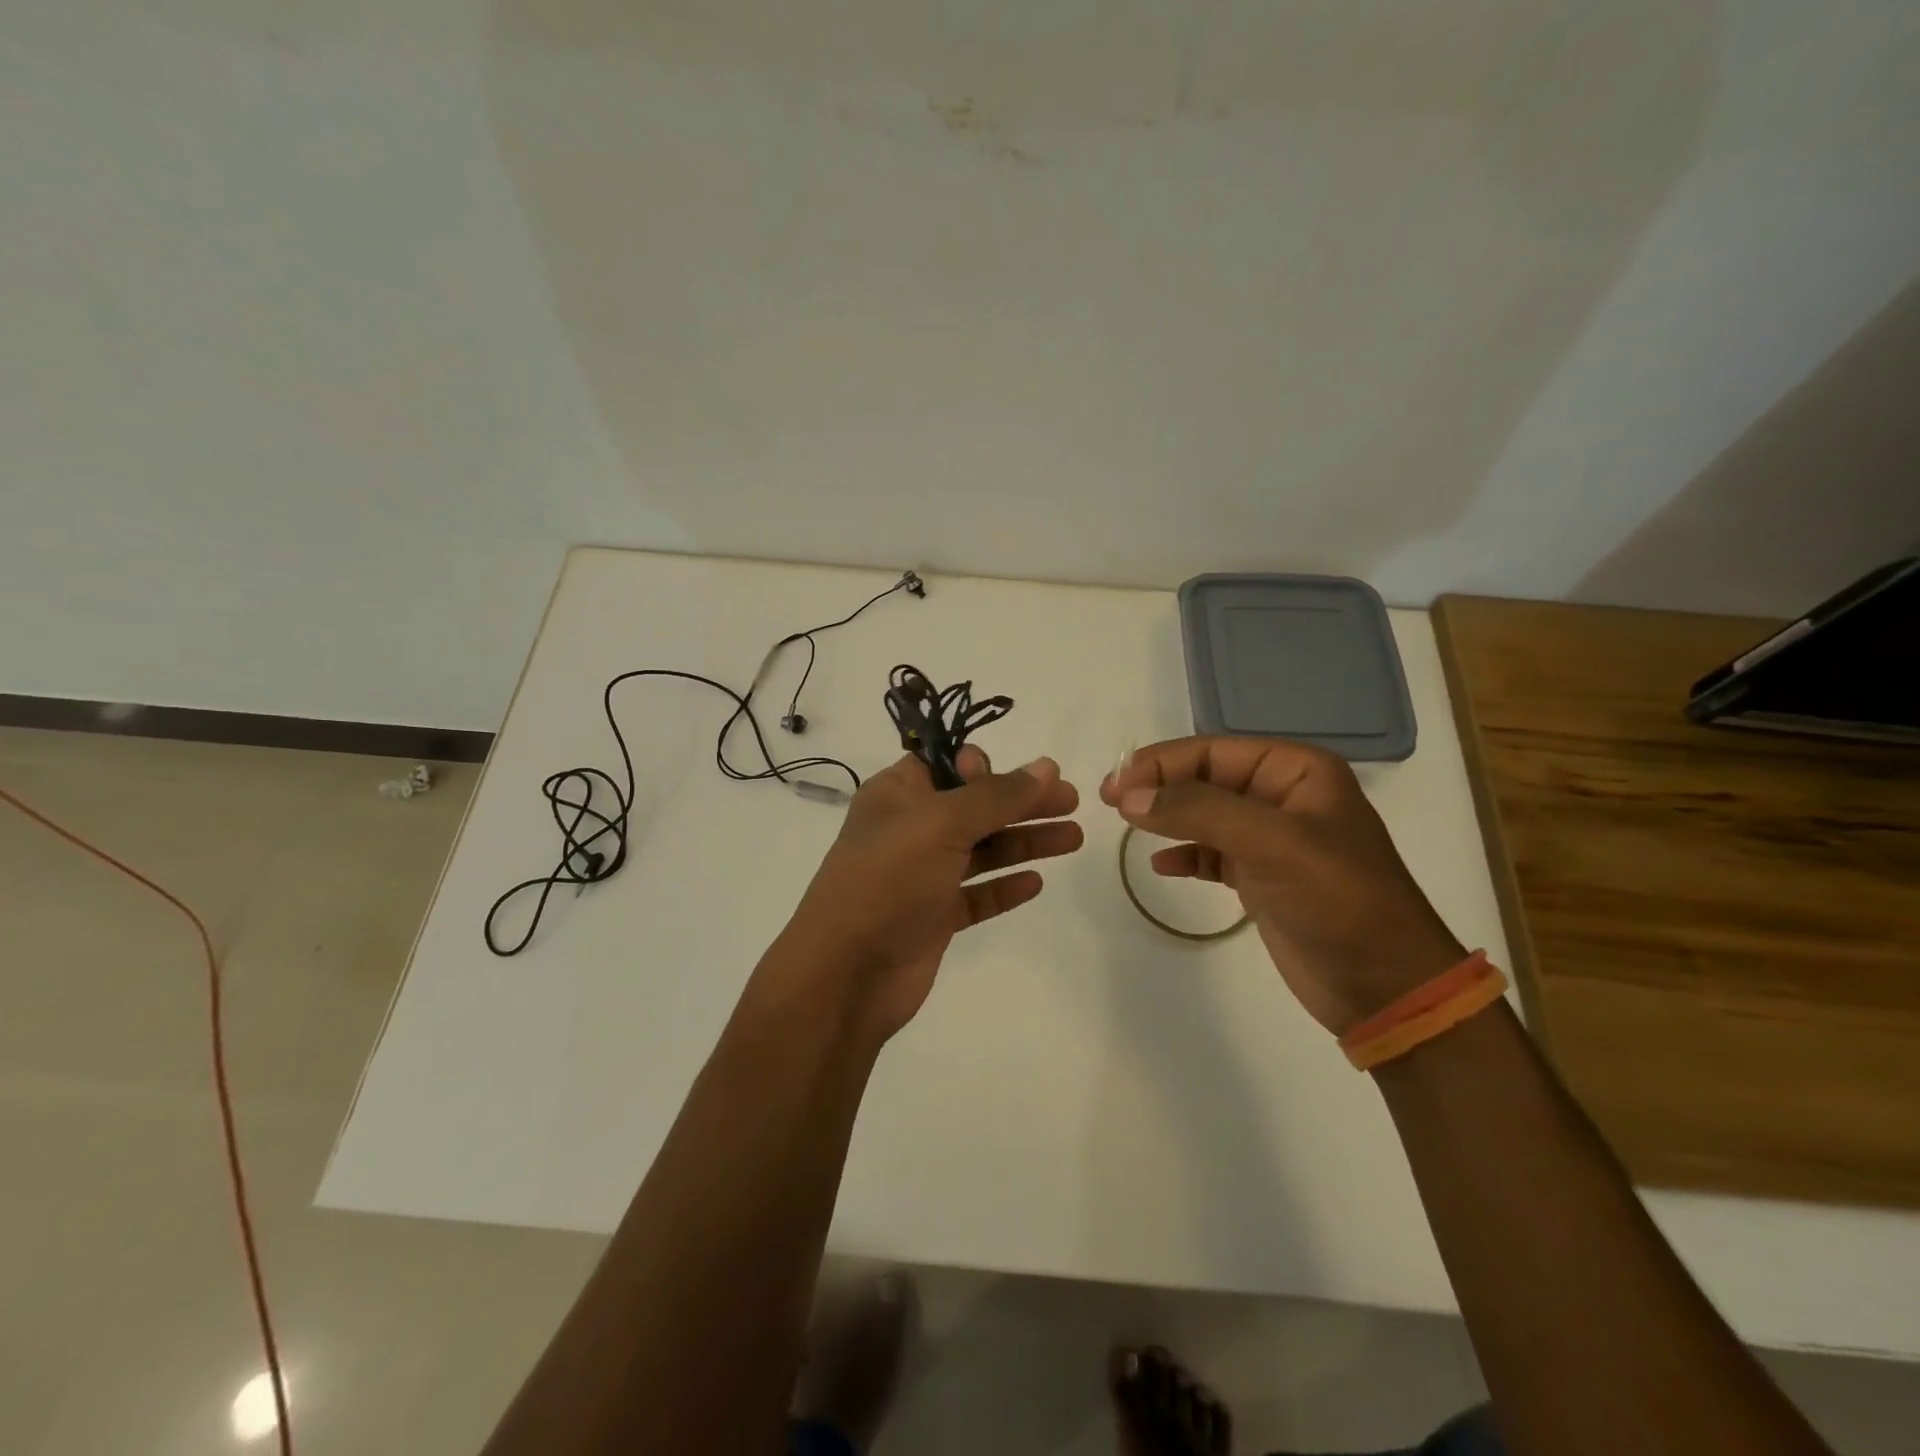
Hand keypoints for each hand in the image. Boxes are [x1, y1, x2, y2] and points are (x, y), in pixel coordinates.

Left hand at [776, 746, 1081, 1043]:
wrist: (847, 973)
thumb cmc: (888, 880)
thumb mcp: (942, 823)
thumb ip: (996, 795)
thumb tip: (1046, 766)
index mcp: (898, 794)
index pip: (948, 763)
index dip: (986, 766)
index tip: (1019, 777)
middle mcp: (910, 829)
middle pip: (976, 806)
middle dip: (1023, 801)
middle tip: (1072, 801)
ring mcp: (921, 875)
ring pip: (982, 850)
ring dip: (1025, 840)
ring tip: (1073, 838)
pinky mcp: (933, 917)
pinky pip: (976, 894)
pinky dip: (1004, 887)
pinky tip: (1036, 882)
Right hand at [1101, 736, 1464, 1034]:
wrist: (1387, 988)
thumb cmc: (1338, 901)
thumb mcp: (1271, 843)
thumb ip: (1197, 811)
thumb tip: (1129, 796)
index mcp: (1296, 771)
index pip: (1213, 751)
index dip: (1161, 763)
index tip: (1116, 785)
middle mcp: (1283, 797)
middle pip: (1204, 778)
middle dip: (1159, 787)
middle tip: (1110, 801)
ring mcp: (1272, 840)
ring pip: (1204, 814)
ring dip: (1166, 817)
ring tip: (1126, 827)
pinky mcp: (1263, 878)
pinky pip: (1212, 853)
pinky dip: (1185, 855)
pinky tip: (1162, 866)